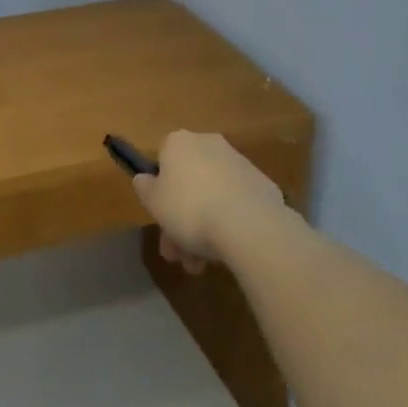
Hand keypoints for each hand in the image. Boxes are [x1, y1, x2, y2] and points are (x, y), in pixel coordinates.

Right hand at [133, 130, 283, 272]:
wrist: (249, 224)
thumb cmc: (190, 209)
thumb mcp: (153, 202)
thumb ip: (144, 187)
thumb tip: (145, 179)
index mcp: (179, 142)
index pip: (162, 160)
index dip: (159, 192)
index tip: (160, 219)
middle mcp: (209, 144)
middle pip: (189, 182)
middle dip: (181, 220)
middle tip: (179, 255)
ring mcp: (239, 163)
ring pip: (212, 195)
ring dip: (204, 227)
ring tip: (202, 264)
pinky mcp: (262, 184)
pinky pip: (236, 203)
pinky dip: (230, 222)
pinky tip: (228, 249)